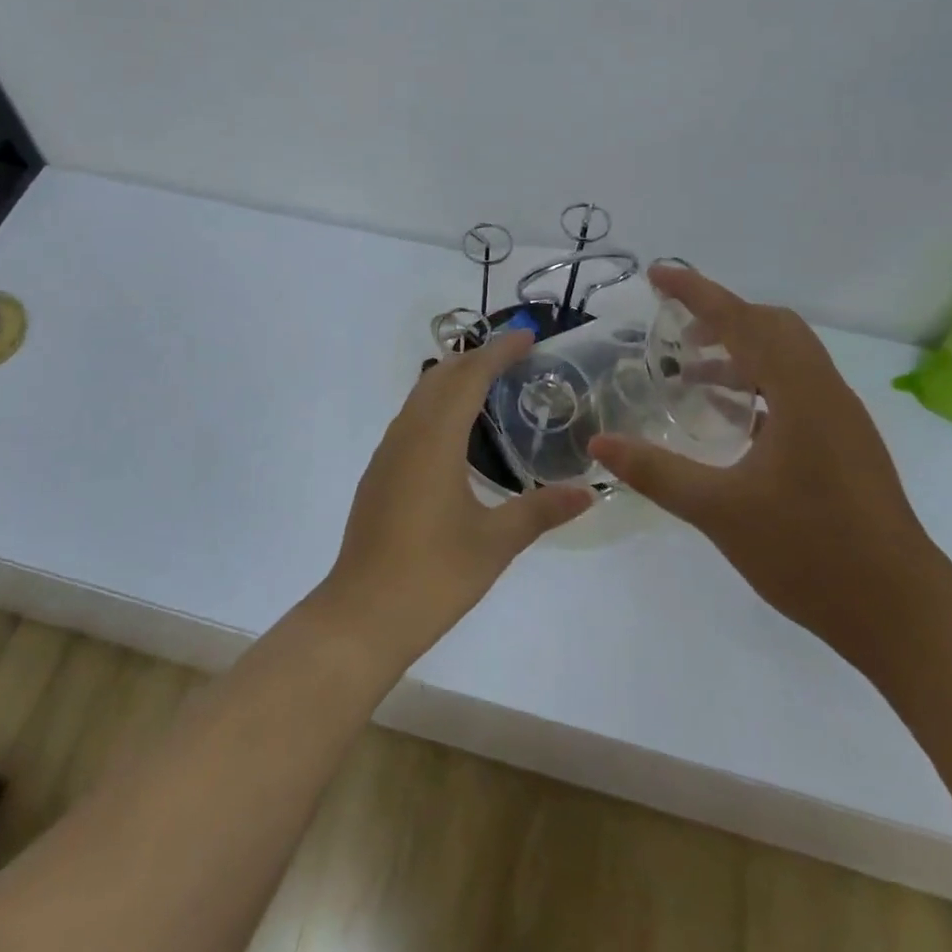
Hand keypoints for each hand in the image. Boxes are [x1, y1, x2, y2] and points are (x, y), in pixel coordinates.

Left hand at [315, 331, 593, 668]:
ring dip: (453, 381)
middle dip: (476, 359)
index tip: (529, 337)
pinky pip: (410, 421)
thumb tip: (589, 492)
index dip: (499, 351)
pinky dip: (437, 407)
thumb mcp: (495, 543)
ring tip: (491, 387)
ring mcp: (387, 455)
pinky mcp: (379, 475)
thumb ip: (541, 510)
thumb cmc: (433, 575)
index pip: (469, 377)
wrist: (363, 614)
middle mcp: (406, 435)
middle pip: (439, 377)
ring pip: (420, 397)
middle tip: (516, 359)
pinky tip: (457, 434)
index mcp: (434, 440)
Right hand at [589, 265, 949, 659]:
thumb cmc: (810, 553)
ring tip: (692, 374)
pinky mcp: (846, 446)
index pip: (742, 321)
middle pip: (774, 327)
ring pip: (789, 358)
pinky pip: (797, 389)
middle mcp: (826, 394)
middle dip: (722, 317)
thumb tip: (598, 445)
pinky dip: (759, 382)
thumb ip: (655, 471)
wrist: (902, 614)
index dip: (697, 293)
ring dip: (741, 351)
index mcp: (800, 394)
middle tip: (675, 332)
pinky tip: (731, 419)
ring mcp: (841, 420)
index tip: (658, 274)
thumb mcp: (719, 511)